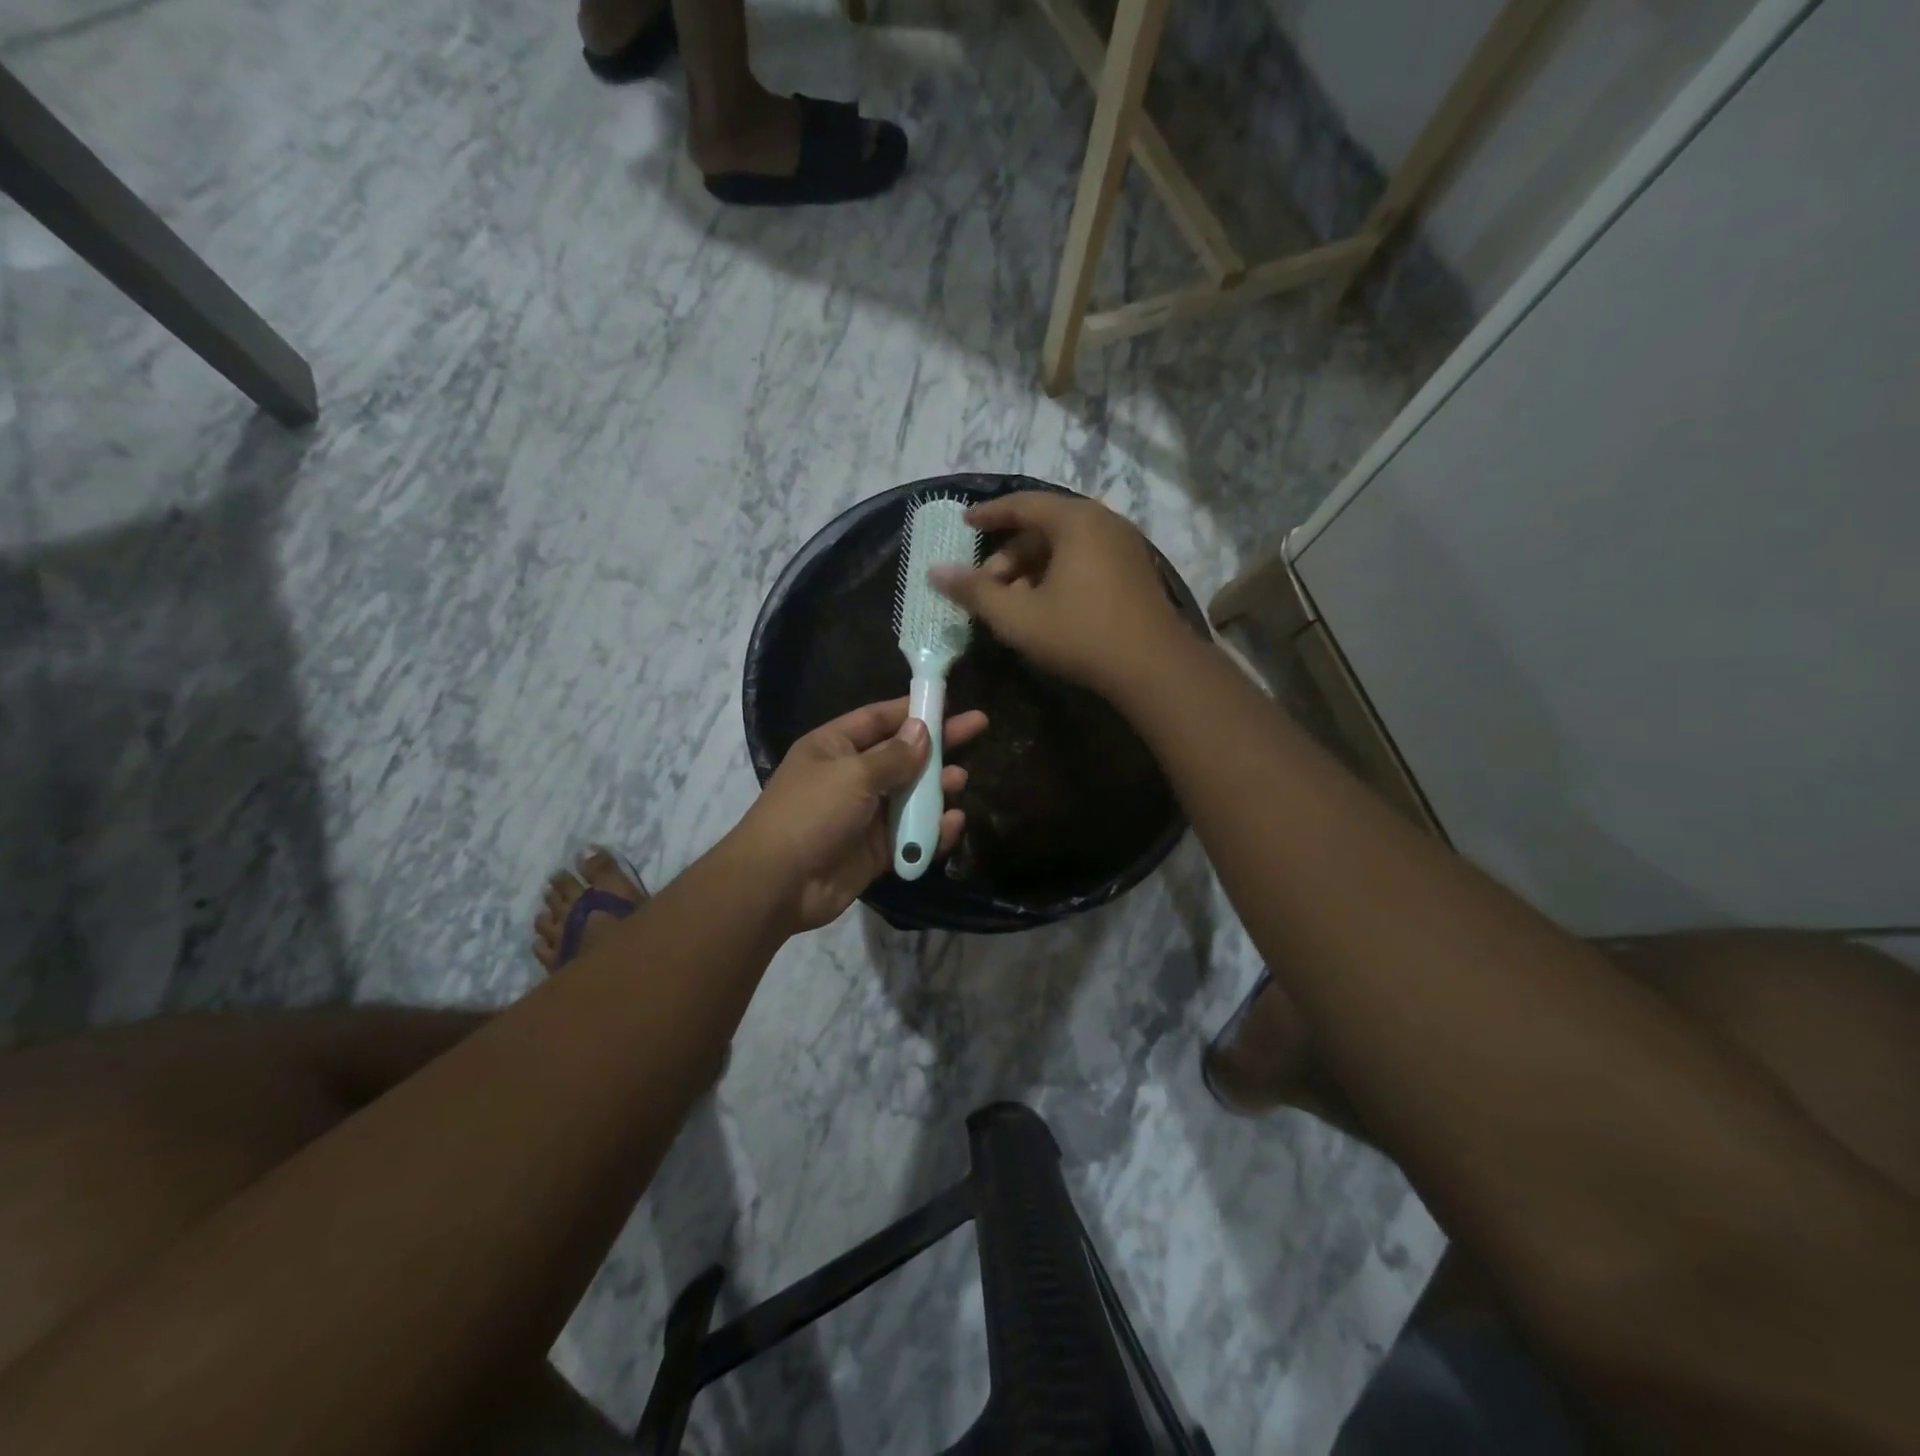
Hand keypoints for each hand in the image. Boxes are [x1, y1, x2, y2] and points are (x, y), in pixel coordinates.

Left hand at [732, 698, 988, 932]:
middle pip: (902, 755)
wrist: (778, 883)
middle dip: (937, 744)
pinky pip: (909, 834)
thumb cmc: (811, 813)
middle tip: (979, 728)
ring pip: (909, 796)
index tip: (949, 701)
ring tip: (960, 780)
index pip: (879, 719)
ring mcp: (864, 815)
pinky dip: (931, 830)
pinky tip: (954, 823)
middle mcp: (851, 776)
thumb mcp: (852, 774)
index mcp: (834, 747)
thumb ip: (894, 756)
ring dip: (935, 789)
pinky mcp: (875, 850)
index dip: (913, 709)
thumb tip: (922, 731)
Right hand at [930, 492, 1192, 697]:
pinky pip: (1086, 559)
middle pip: (1044, 527)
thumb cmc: (1080, 634)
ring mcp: (1124, 546)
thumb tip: (935, 572)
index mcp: (1075, 520)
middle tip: (987, 585)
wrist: (1154, 667)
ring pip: (1066, 546)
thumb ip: (974, 592)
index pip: (1022, 504)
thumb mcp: (1017, 616)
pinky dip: (1059, 575)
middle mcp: (1103, 522)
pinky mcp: (1135, 571)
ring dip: (1033, 569)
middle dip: (1010, 555)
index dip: (989, 514)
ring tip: (1014, 602)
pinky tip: (1047, 607)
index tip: (965, 523)